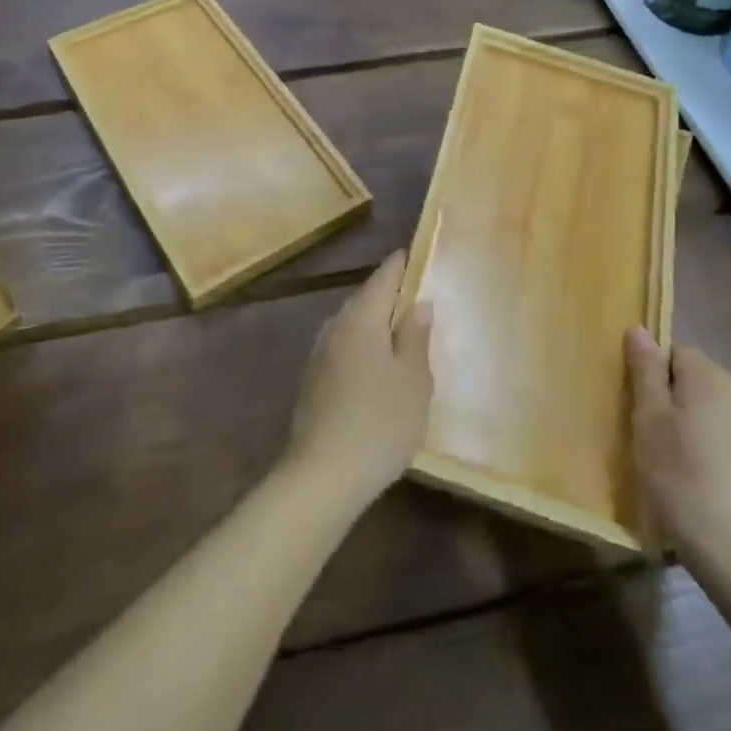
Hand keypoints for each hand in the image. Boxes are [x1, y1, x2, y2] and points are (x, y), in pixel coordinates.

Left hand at [285, 252, 433, 505]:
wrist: (322, 476)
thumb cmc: (380, 421)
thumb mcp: (413, 380)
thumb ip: (416, 337)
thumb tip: (418, 304)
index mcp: (361, 318)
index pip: (383, 277)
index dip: (401, 265)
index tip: (415, 254)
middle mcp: (335, 326)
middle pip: (365, 299)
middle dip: (388, 295)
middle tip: (415, 296)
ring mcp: (319, 354)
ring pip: (352, 325)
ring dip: (374, 323)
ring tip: (400, 332)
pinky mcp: (312, 381)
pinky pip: (343, 349)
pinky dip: (362, 347)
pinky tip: (375, 367)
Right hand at [626, 327, 730, 585]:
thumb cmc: (681, 477)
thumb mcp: (649, 419)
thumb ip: (645, 371)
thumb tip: (640, 329)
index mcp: (711, 375)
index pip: (673, 352)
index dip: (650, 376)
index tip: (637, 409)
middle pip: (693, 380)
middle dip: (669, 399)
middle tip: (646, 436)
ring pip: (709, 410)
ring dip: (689, 426)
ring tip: (668, 463)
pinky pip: (726, 437)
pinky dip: (708, 449)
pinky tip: (695, 481)